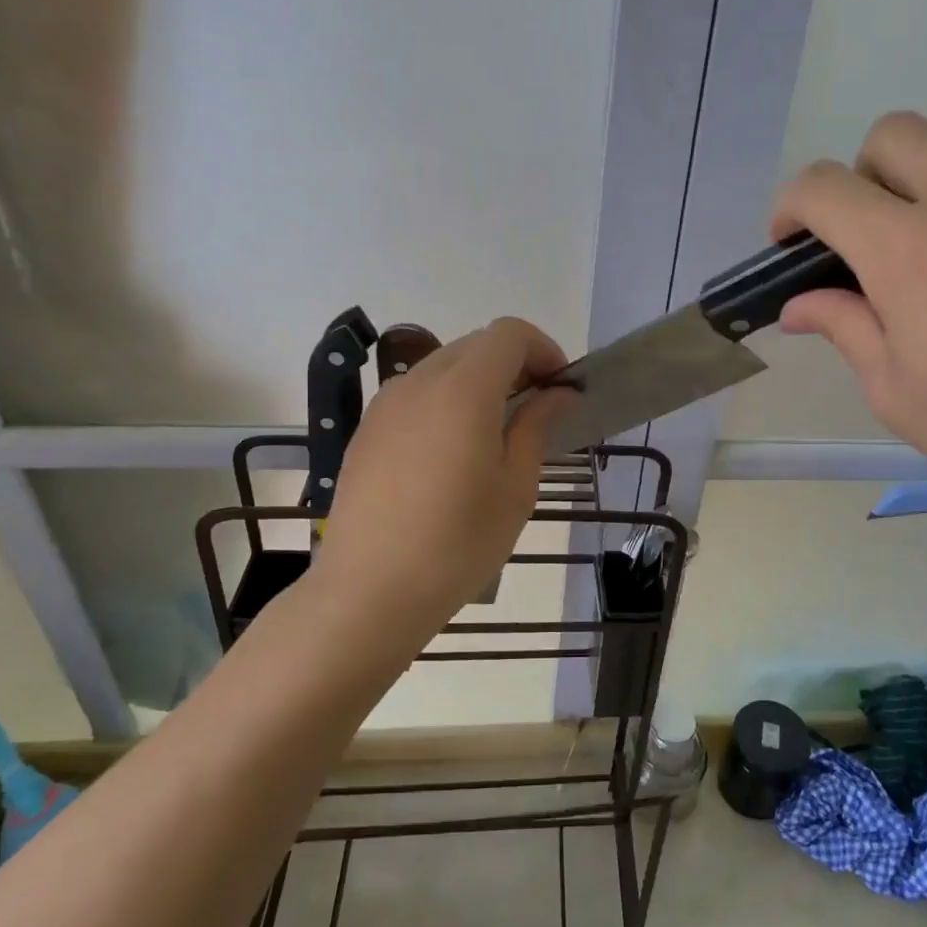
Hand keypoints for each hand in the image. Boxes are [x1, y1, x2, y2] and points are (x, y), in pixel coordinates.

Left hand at [309, 318, 573, 651]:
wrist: (367, 592)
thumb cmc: (457, 544)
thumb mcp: (515, 488)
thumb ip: (537, 426)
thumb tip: (558, 393)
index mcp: (463, 390)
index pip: (509, 333)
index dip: (543, 349)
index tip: (560, 388)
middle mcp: (419, 382)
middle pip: (476, 345)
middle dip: (514, 365)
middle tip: (537, 411)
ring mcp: (385, 404)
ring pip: (443, 367)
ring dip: (479, 383)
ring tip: (495, 435)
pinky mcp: (366, 430)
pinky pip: (416, 395)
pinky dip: (446, 403)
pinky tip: (451, 455)